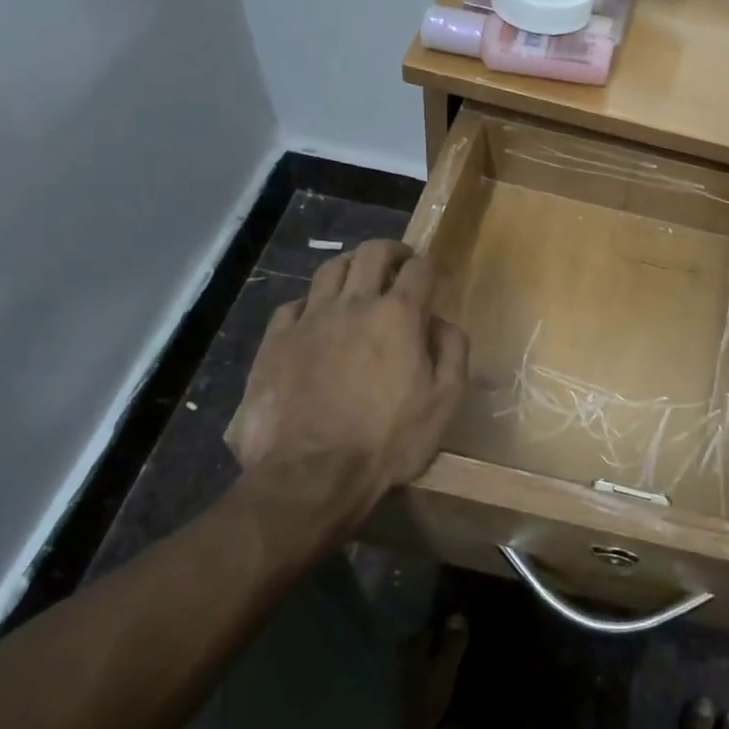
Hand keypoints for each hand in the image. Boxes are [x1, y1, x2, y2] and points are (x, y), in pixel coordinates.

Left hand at [227, 240, 467, 528]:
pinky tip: (315, 320)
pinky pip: (293, 305)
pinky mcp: (275, 342)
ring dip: (350, 268)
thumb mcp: (444, 401)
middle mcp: (354, 304)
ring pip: (330, 270)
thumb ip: (453, 351)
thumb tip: (441, 322)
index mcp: (398, 314)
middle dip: (391, 251)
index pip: (419, 269)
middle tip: (399, 263)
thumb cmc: (387, 441)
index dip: (431, 266)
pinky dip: (310, 304)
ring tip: (358, 282)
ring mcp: (310, 320)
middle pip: (372, 253)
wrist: (309, 477)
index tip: (435, 276)